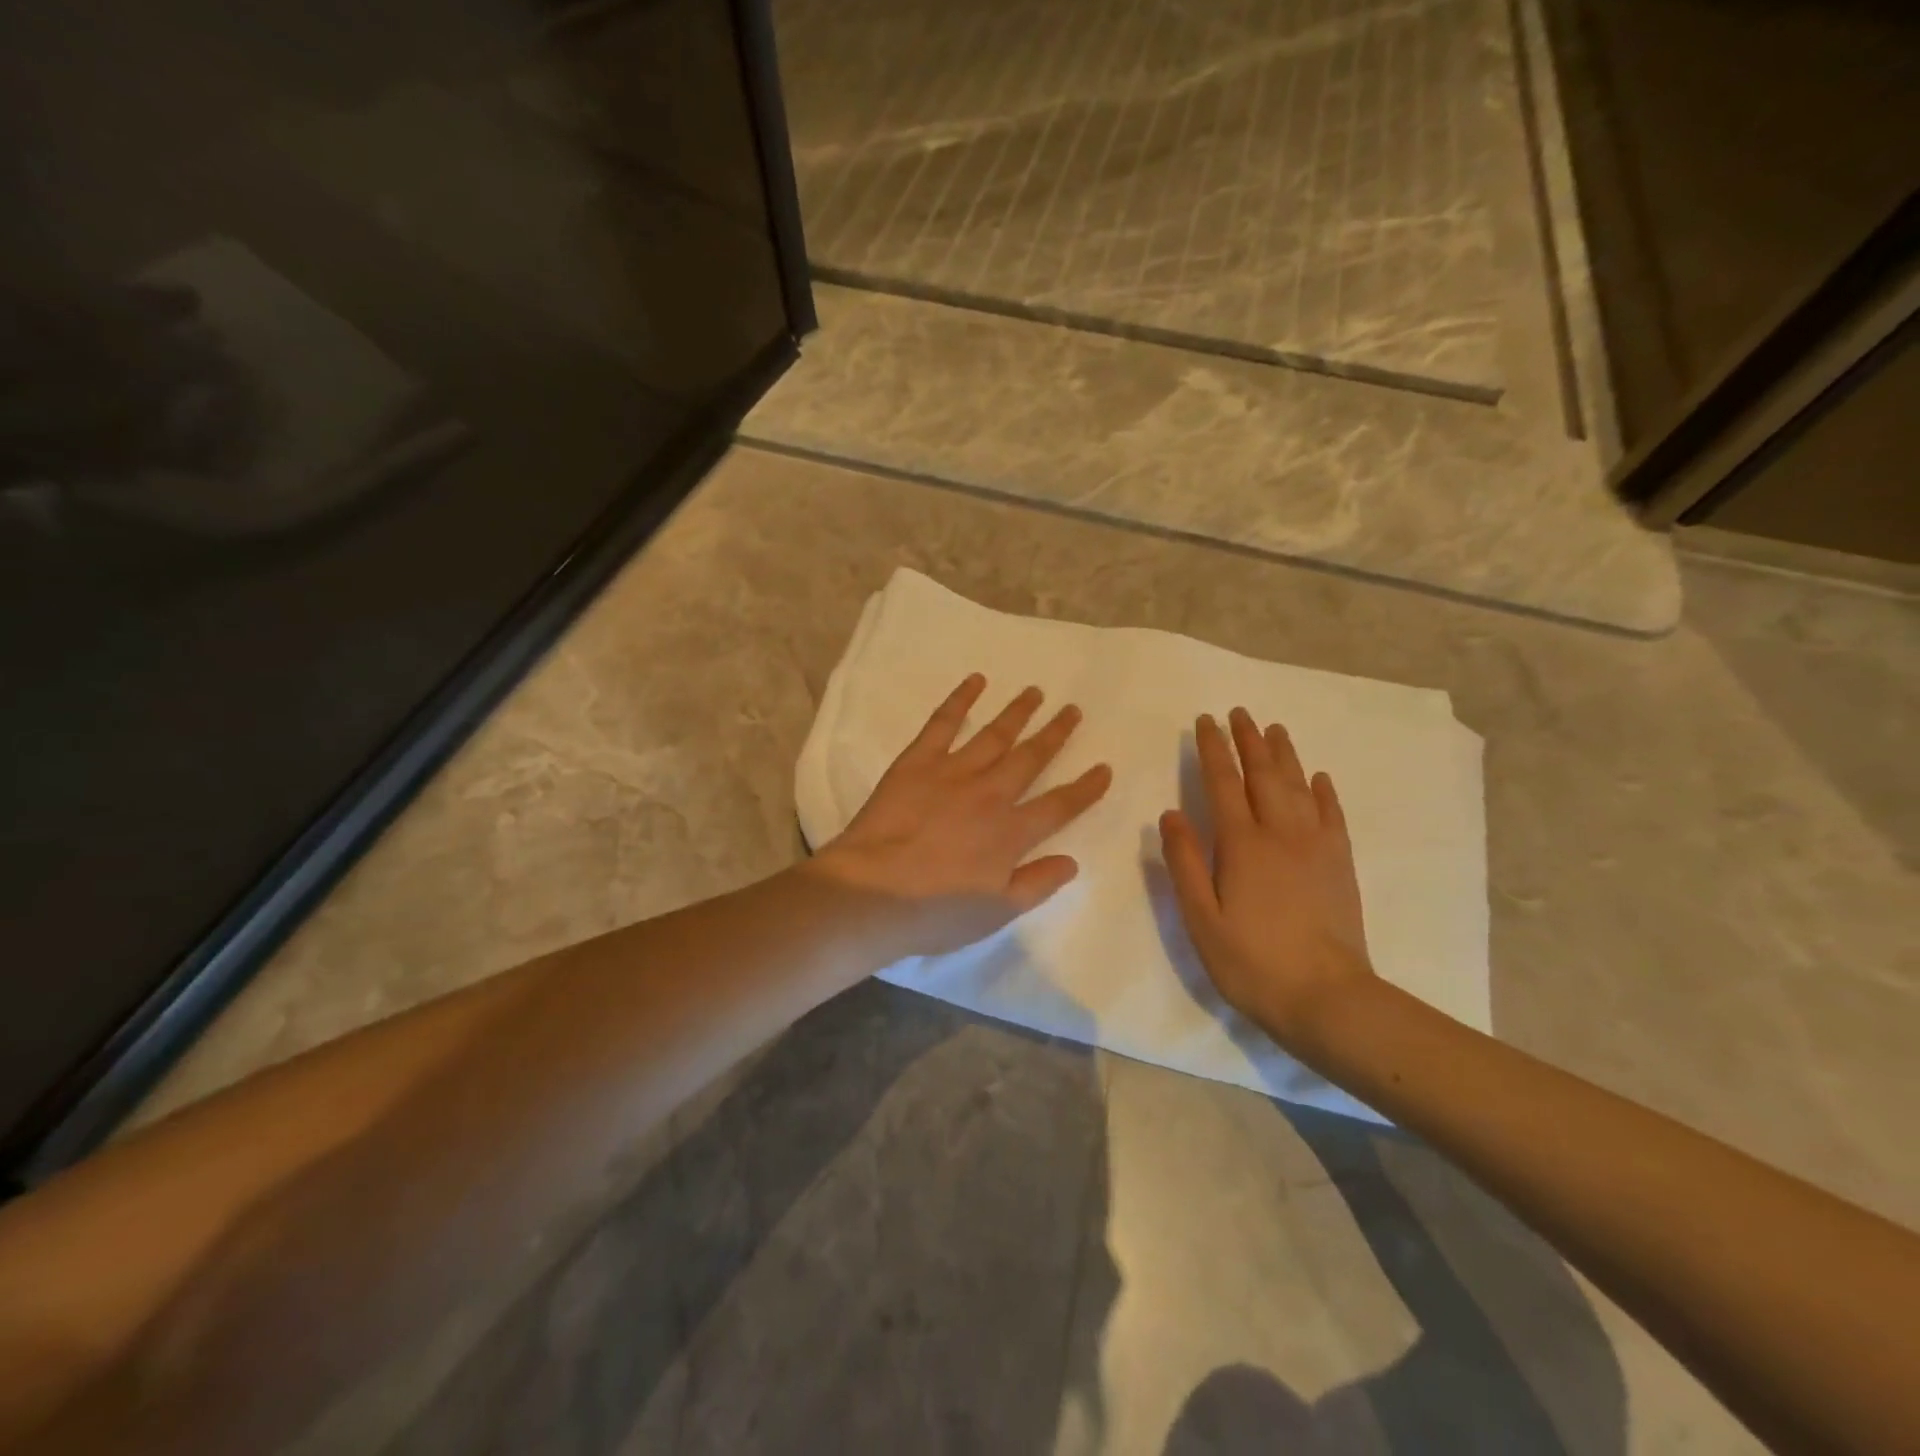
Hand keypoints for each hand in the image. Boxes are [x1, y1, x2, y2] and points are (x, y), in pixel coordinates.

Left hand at [810, 674, 1112, 952]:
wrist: (872, 892)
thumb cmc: (935, 911)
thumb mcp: (996, 912)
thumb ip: (1037, 884)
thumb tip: (1072, 861)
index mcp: (1011, 832)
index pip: (1060, 806)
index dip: (1085, 788)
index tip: (1104, 768)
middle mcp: (990, 794)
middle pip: (1031, 758)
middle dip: (1055, 734)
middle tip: (1073, 710)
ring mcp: (953, 772)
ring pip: (995, 735)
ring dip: (1018, 712)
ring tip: (1036, 692)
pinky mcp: (918, 761)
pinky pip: (943, 723)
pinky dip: (961, 699)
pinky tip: (976, 680)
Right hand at [1159, 708, 1373, 1049]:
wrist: (1326, 998)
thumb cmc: (1250, 961)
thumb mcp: (1201, 918)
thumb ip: (1184, 862)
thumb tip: (1170, 813)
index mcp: (1241, 844)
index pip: (1223, 783)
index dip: (1213, 750)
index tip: (1206, 722)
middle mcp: (1280, 833)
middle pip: (1263, 775)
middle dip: (1249, 741)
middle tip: (1239, 712)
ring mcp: (1316, 846)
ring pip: (1298, 786)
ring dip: (1284, 755)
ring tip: (1274, 729)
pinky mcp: (1340, 863)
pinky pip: (1332, 815)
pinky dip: (1323, 791)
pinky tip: (1319, 778)